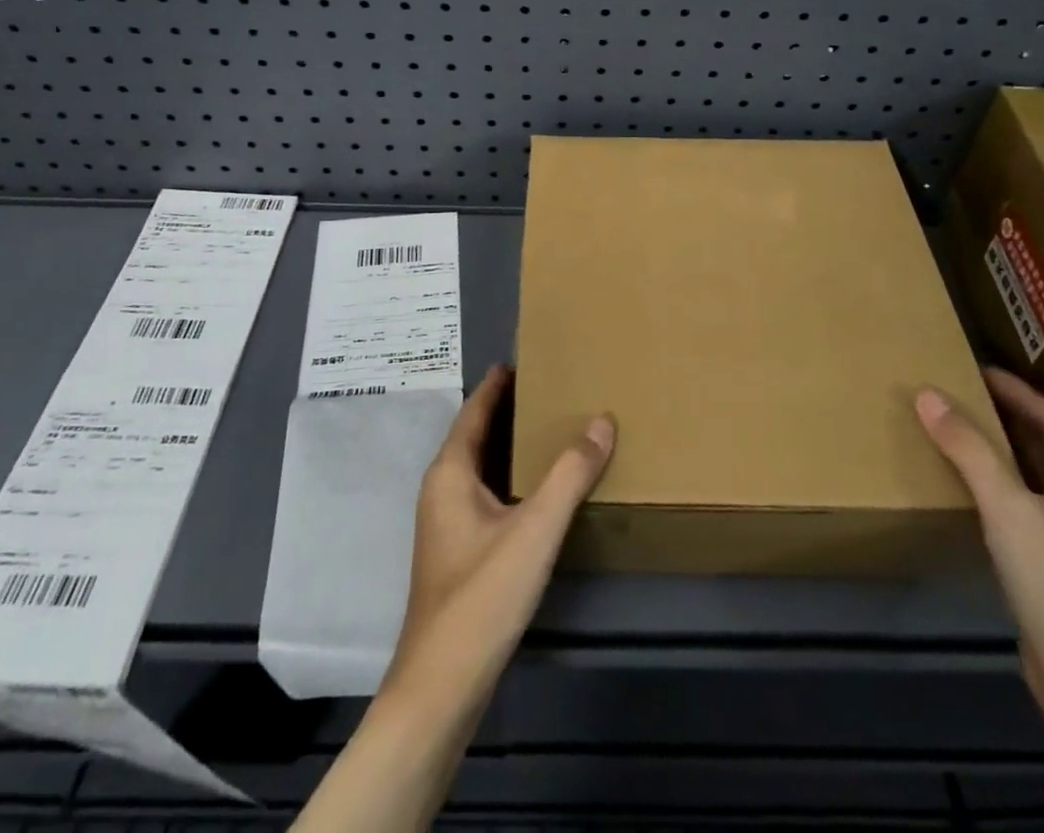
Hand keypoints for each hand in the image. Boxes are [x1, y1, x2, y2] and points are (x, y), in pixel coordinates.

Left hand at [385, 363, 615, 705]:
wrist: (441, 685)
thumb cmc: (482, 596)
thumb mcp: (535, 529)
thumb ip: (570, 474)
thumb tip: (602, 420)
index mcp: (450, 472)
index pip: (473, 411)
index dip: (496, 384)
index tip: (521, 359)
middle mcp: (443, 490)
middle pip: (477, 436)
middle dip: (507, 411)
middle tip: (549, 389)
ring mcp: (448, 524)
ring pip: (482, 468)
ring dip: (510, 446)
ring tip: (550, 430)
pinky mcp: (459, 553)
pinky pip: (487, 495)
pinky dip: (512, 478)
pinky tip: (540, 490)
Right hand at [916, 368, 1043, 742]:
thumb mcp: (1008, 506)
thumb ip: (967, 448)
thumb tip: (925, 393)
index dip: (1013, 389)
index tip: (973, 367)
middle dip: (1004, 416)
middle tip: (958, 390)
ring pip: (1038, 473)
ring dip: (1001, 449)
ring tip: (956, 425)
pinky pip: (1031, 500)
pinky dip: (1002, 481)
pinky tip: (969, 478)